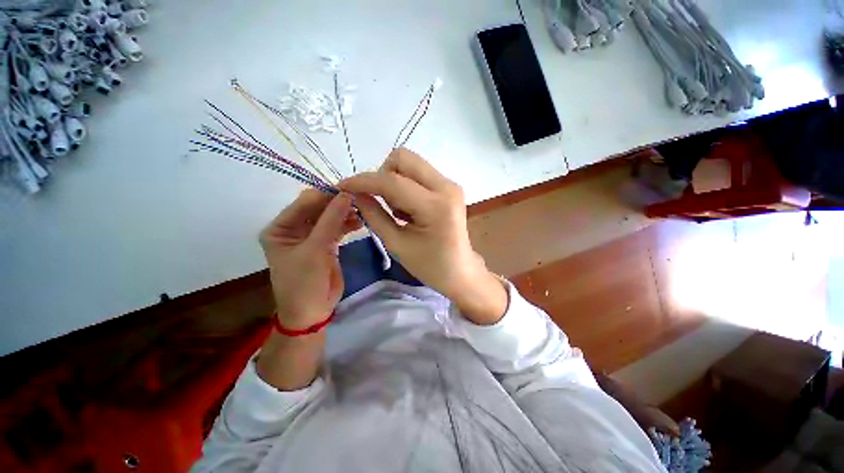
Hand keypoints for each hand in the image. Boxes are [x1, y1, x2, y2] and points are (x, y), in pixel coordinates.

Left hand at [259, 190, 361, 329]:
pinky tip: (361, 221)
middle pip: (319, 208)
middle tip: (361, 198)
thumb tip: (346, 194)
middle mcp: (294, 228)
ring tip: (364, 210)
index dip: (326, 194)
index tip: (350, 189)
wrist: (312, 312)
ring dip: (346, 213)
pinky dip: (349, 223)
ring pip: (330, 217)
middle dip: (338, 203)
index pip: (304, 203)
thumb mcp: (315, 250)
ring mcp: (312, 236)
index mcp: (281, 228)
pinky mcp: (326, 244)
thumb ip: (331, 221)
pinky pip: (338, 228)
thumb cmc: (304, 282)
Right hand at [338, 148, 507, 324]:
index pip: (392, 181)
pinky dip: (405, 184)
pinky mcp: (449, 187)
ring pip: (411, 163)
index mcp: (435, 206)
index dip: (364, 181)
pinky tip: (408, 208)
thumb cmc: (429, 265)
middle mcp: (446, 186)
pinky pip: (418, 173)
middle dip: (382, 175)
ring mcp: (450, 184)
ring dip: (394, 180)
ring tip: (397, 210)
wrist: (459, 271)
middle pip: (403, 158)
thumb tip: (355, 193)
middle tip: (378, 200)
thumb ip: (374, 215)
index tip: (343, 186)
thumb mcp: (396, 244)